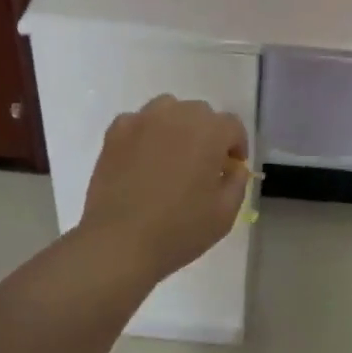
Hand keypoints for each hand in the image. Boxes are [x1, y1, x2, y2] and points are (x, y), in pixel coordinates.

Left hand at [79, 95, 250, 283]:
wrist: (119, 243)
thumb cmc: (179, 230)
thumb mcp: (225, 214)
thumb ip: (236, 182)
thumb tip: (232, 167)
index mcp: (209, 132)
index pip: (232, 126)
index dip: (236, 146)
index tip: (231, 168)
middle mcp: (177, 115)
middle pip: (200, 113)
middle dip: (207, 135)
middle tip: (202, 165)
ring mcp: (142, 121)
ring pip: (168, 109)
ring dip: (176, 126)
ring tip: (171, 156)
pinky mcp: (115, 133)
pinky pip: (138, 122)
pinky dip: (145, 133)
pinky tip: (142, 159)